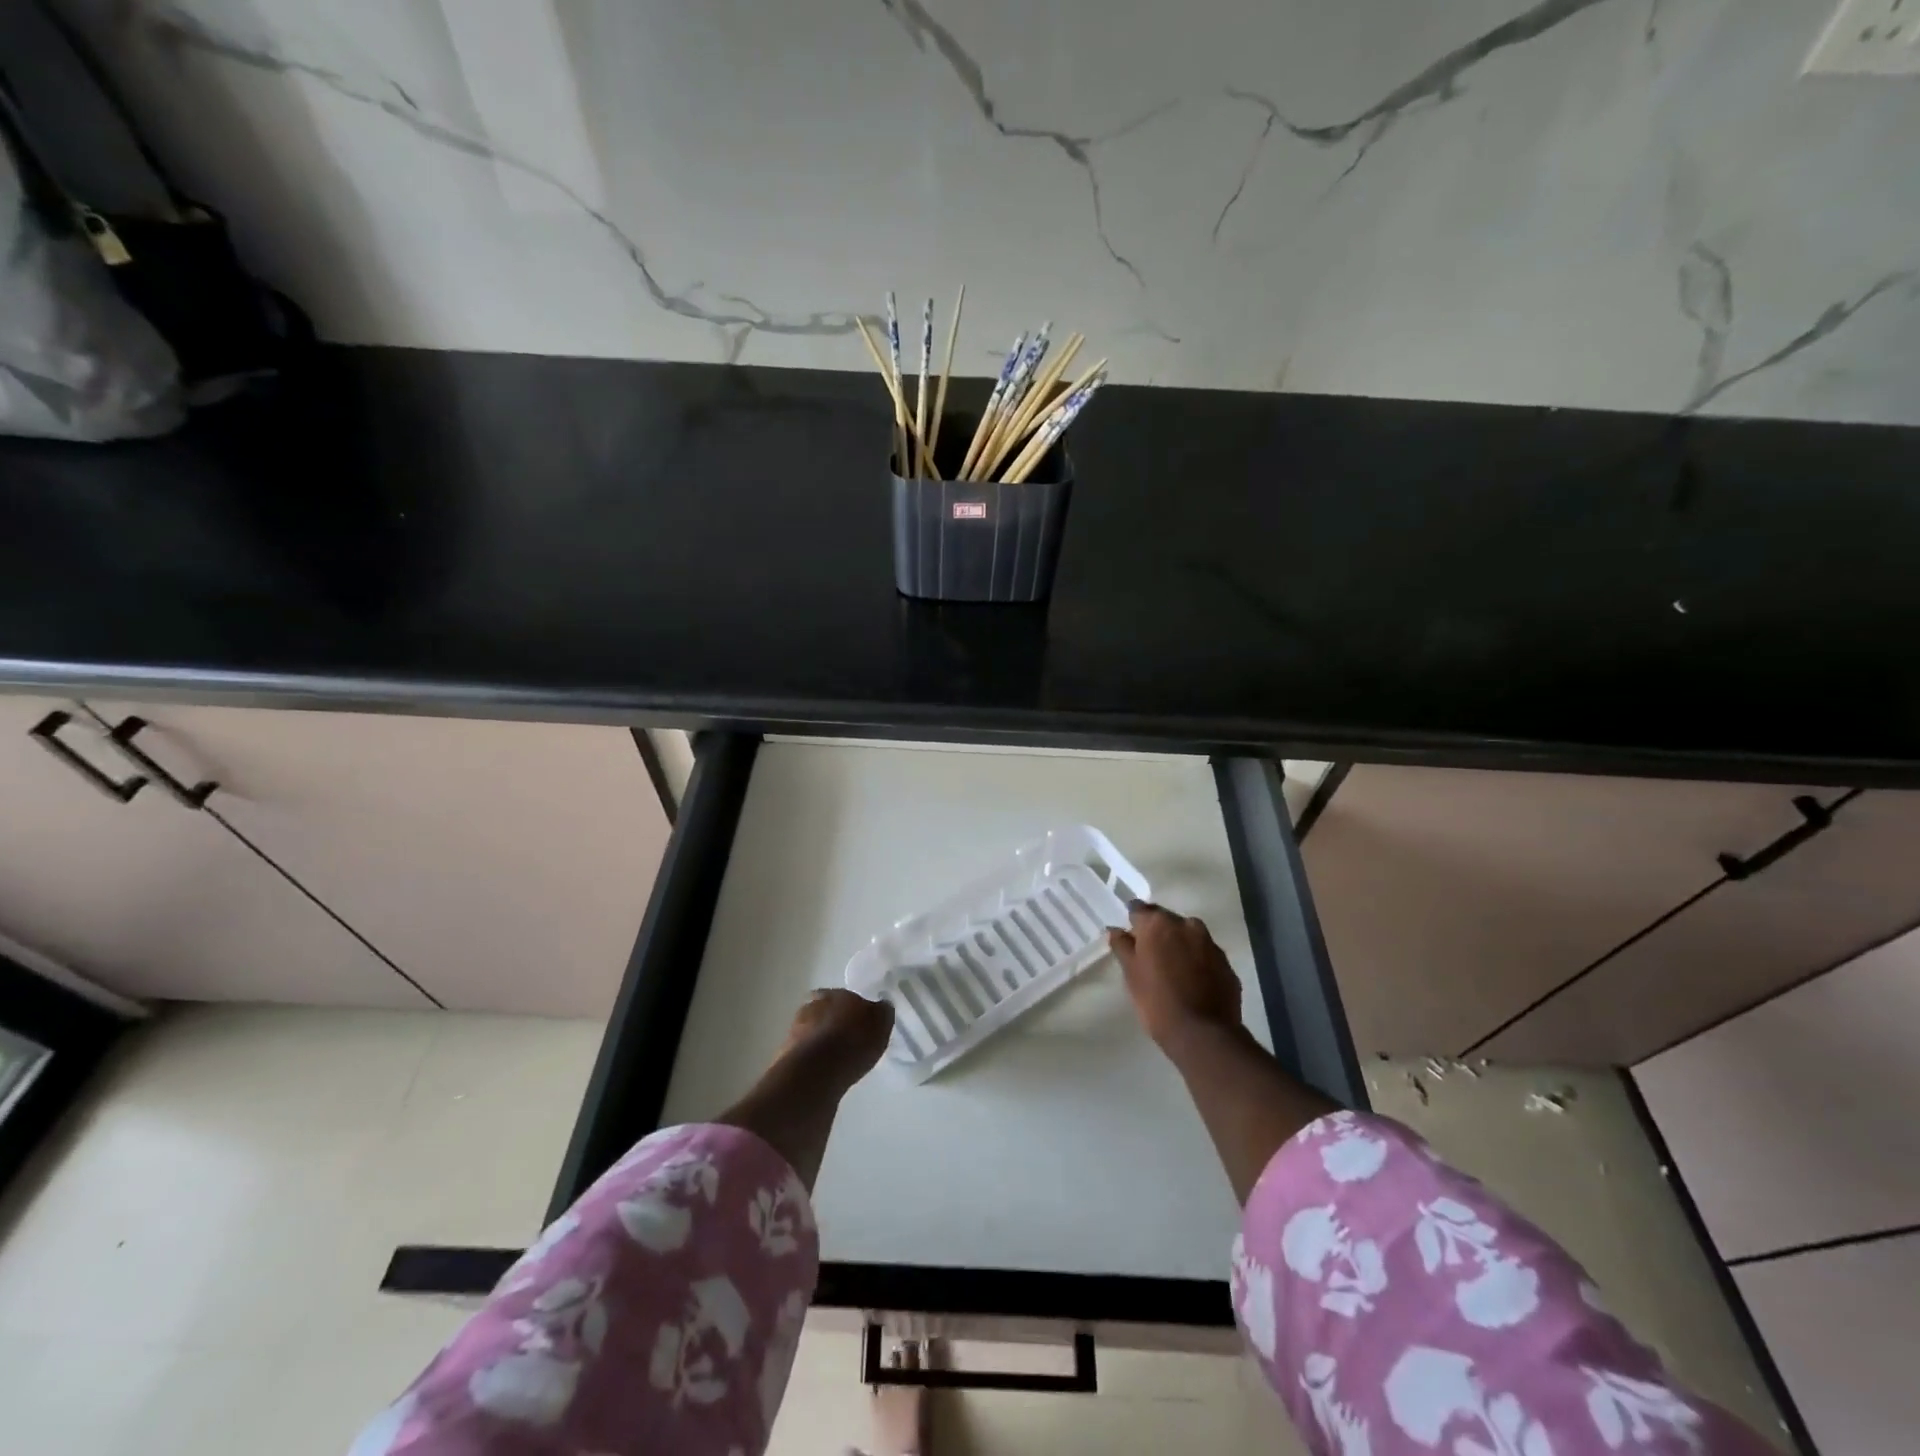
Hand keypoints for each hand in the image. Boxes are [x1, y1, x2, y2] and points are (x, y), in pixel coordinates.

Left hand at [777, 988, 894, 1090]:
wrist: (815, 1072)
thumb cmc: (853, 1041)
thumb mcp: (881, 1023)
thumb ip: (882, 1012)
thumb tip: (881, 1006)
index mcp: (835, 993)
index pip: (844, 996)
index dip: (852, 1010)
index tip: (860, 1024)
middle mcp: (811, 1006)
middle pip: (824, 1011)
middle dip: (833, 1023)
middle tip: (847, 1041)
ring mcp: (795, 1030)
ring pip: (811, 1032)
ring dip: (820, 1042)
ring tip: (835, 1061)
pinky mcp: (785, 1056)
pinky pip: (804, 1056)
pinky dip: (812, 1062)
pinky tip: (824, 1074)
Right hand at [1108, 902, 1242, 1051]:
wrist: (1202, 1034)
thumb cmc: (1157, 1001)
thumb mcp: (1131, 974)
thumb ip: (1122, 946)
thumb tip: (1115, 929)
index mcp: (1159, 924)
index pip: (1140, 909)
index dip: (1133, 921)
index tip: (1129, 934)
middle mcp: (1187, 926)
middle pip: (1167, 921)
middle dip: (1158, 932)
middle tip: (1149, 955)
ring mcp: (1211, 944)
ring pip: (1189, 936)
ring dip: (1180, 945)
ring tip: (1172, 969)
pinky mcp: (1227, 964)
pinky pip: (1206, 955)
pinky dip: (1198, 961)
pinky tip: (1192, 982)